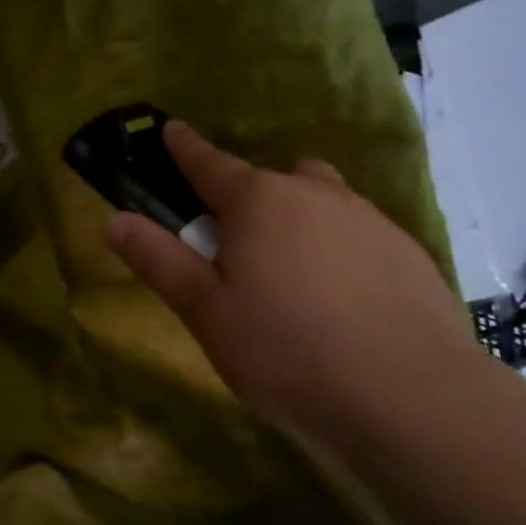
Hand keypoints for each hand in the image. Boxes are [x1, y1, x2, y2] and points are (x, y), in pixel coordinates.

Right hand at [104, 121, 490, 443]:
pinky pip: (358, 233)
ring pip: (320, 201)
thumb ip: (160, 261)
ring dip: (298, 218)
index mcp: (258, 202)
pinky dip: (339, 249)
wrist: (410, 395)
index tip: (171, 129)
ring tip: (293, 274)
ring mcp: (368, 219)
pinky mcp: (408, 250)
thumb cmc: (286, 351)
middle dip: (248, 198)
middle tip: (237, 246)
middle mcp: (314, 194)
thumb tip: (115, 219)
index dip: (185, 147)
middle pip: (270, 180)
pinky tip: (343, 300)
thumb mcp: (206, 312)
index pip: (209, 163)